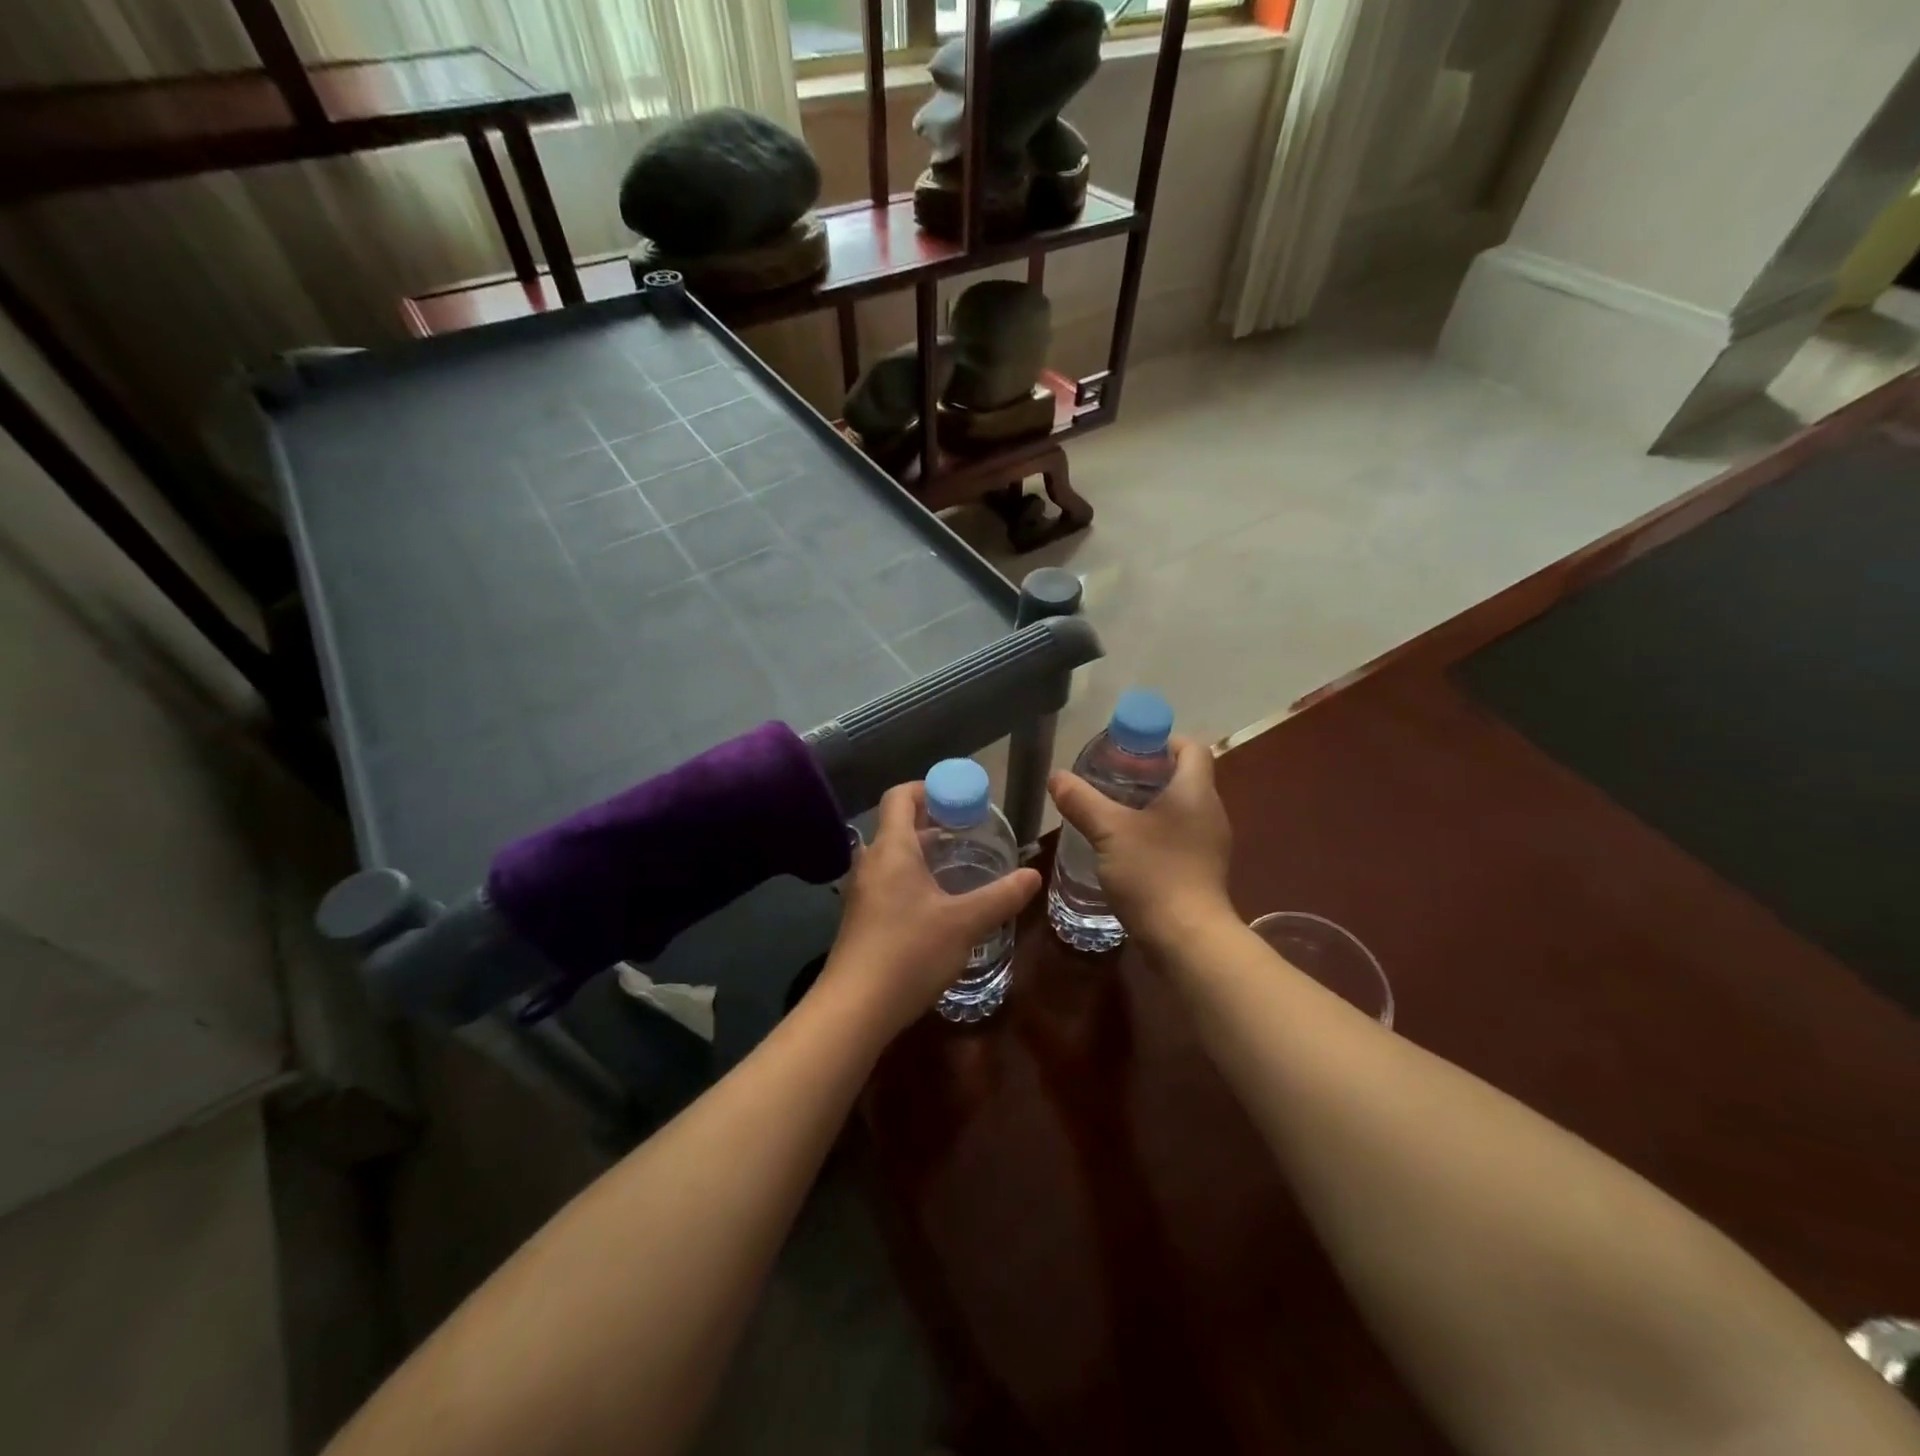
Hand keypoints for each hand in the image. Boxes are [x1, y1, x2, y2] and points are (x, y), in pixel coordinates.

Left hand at [819, 781, 1040, 1037]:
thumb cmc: (909, 952)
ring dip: (922, 853)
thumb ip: (1001, 896)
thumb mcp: (964, 923)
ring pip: (892, 856)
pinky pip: (887, 882)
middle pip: (897, 825)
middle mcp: (871, 862)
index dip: (927, 788)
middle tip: (968, 832)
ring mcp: (861, 892)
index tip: (958, 799)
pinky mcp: (860, 918)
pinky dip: (911, 879)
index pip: (900, 796)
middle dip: (931, 822)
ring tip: (957, 866)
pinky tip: (936, 905)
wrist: (855, 1008)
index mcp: (892, 850)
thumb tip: (1033, 874)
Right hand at [1048, 736, 1233, 946]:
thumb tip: (1057, 777)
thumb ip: (1082, 800)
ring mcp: (1209, 843)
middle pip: (1185, 777)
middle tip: (1111, 779)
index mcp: (1196, 792)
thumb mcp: (1109, 831)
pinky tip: (1126, 847)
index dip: (1162, 741)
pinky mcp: (1202, 870)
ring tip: (1112, 811)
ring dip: (1151, 804)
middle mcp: (1210, 812)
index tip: (1129, 750)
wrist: (1187, 939)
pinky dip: (1156, 832)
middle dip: (1149, 773)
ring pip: (1181, 808)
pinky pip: (1179, 836)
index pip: (1191, 748)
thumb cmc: (1153, 873)